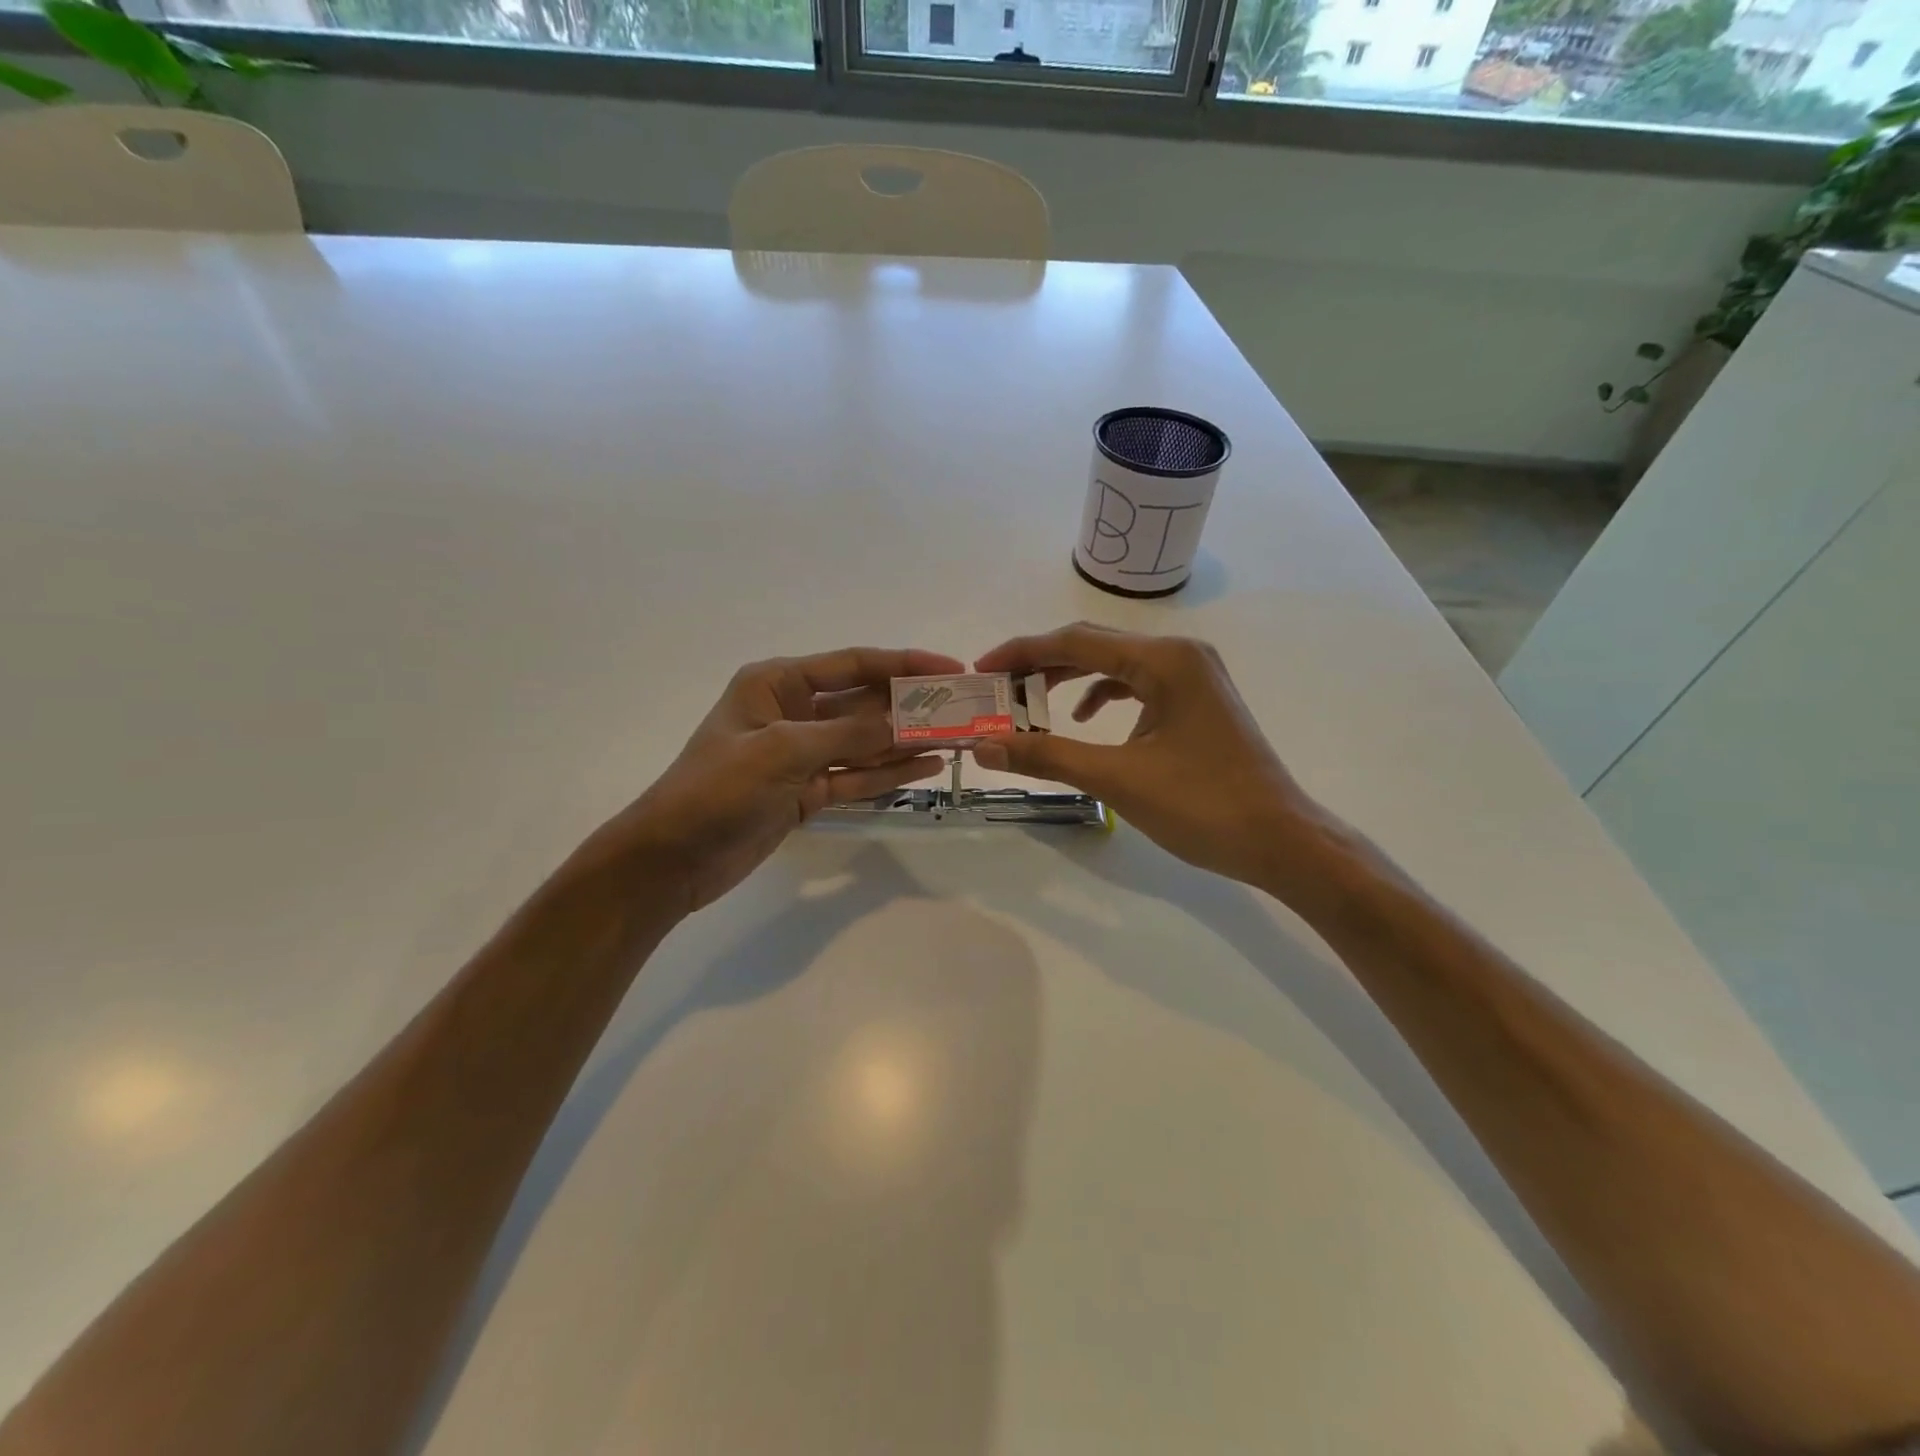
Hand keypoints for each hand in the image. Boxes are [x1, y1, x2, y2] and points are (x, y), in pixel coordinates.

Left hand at [580, 647, 961, 913]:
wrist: (671, 859)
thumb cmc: (717, 790)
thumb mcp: (783, 752)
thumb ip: (848, 736)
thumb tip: (904, 725)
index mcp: (778, 683)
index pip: (853, 664)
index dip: (904, 664)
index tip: (951, 668)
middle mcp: (793, 711)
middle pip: (863, 703)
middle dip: (910, 706)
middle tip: (962, 710)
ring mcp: (801, 754)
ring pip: (864, 742)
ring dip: (905, 741)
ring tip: (956, 739)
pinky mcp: (806, 791)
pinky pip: (855, 776)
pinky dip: (887, 773)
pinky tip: (925, 768)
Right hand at [973, 624, 1333, 890]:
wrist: (1282, 841)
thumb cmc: (1203, 806)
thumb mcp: (1117, 778)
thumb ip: (1047, 756)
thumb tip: (984, 746)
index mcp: (1164, 660)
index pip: (1076, 641)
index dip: (1022, 653)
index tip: (980, 670)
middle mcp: (1180, 654)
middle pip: (1094, 646)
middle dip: (1041, 664)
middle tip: (997, 688)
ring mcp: (1194, 676)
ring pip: (1116, 665)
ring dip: (1069, 679)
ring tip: (1029, 702)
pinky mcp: (1197, 701)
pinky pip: (1137, 685)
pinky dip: (1103, 696)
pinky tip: (1083, 719)